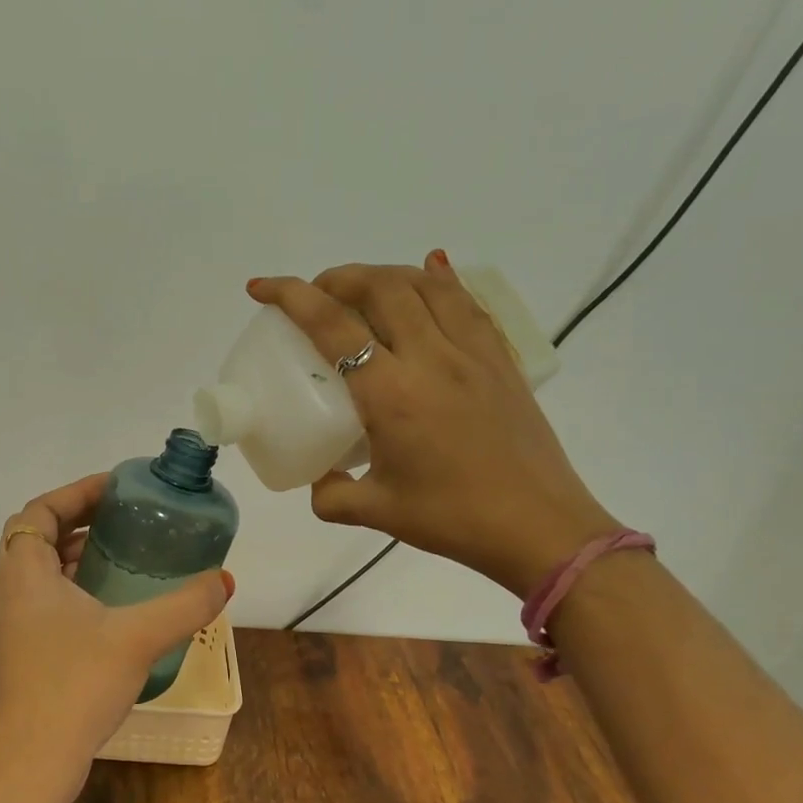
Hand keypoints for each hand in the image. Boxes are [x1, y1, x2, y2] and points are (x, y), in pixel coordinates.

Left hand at [0, 475, 232, 802]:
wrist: (34, 764)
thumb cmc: (76, 686)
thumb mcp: (138, 638)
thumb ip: (185, 605)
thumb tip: (224, 580)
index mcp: (24, 574)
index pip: (38, 511)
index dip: (75, 493)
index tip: (115, 488)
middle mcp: (9, 591)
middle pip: (34, 535)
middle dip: (74, 518)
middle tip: (119, 515)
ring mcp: (10, 624)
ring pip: (36, 569)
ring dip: (71, 552)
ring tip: (117, 550)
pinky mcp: (20, 651)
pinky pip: (41, 597)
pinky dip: (69, 583)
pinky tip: (106, 602)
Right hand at [249, 254, 617, 596]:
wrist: (540, 528)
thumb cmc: (453, 519)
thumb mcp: (376, 512)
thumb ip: (331, 494)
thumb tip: (318, 478)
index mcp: (391, 394)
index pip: (332, 325)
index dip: (291, 296)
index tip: (261, 287)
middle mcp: (431, 358)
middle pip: (380, 287)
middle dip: (338, 277)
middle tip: (317, 294)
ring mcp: (472, 353)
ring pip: (425, 284)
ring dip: (385, 274)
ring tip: (363, 289)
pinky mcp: (501, 359)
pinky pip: (467, 301)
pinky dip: (439, 280)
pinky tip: (429, 275)